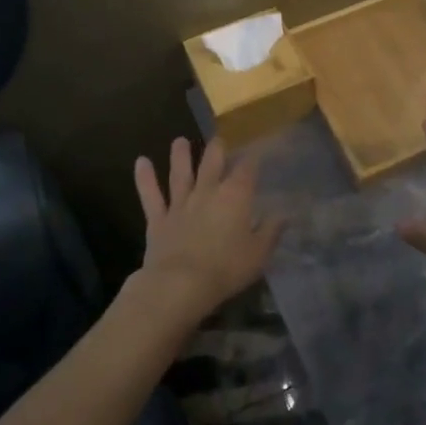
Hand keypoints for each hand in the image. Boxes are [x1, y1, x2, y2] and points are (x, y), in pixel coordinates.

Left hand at [130, 136, 284, 325]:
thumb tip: (284, 214)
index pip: (247, 170)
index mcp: (235, 197)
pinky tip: (141, 162)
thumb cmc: (226, 269)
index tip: (257, 151)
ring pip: (180, 174)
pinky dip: (145, 178)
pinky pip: (150, 195)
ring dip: (180, 156)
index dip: (253, 159)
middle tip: (218, 140)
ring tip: (179, 141)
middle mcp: (207, 192)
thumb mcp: (259, 253)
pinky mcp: (158, 219)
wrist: (181, 284)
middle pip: (212, 164)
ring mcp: (180, 204)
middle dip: (217, 150)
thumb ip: (271, 231)